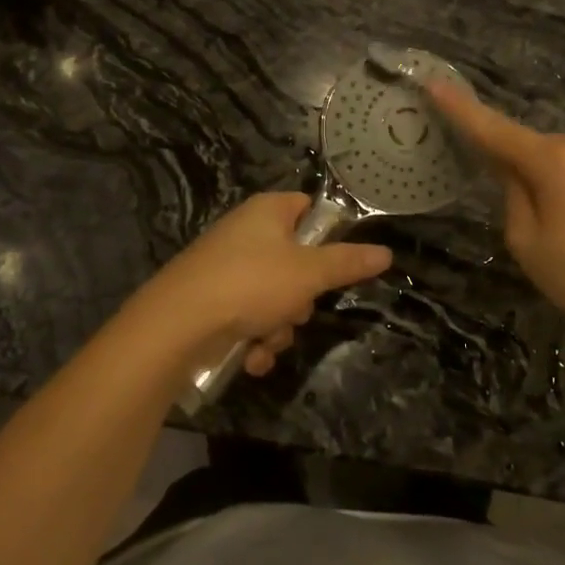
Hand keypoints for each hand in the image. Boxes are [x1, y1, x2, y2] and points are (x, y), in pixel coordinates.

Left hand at [119, 192, 392, 380]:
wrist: (178, 324)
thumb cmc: (250, 284)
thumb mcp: (309, 273)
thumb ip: (348, 263)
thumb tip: (386, 252)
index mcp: (267, 212)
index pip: (307, 208)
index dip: (327, 234)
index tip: (339, 263)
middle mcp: (246, 234)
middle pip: (296, 262)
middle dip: (301, 299)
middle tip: (297, 308)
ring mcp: (227, 268)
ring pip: (275, 298)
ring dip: (279, 327)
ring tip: (266, 339)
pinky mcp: (213, 300)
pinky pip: (250, 317)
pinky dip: (255, 339)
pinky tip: (250, 356)